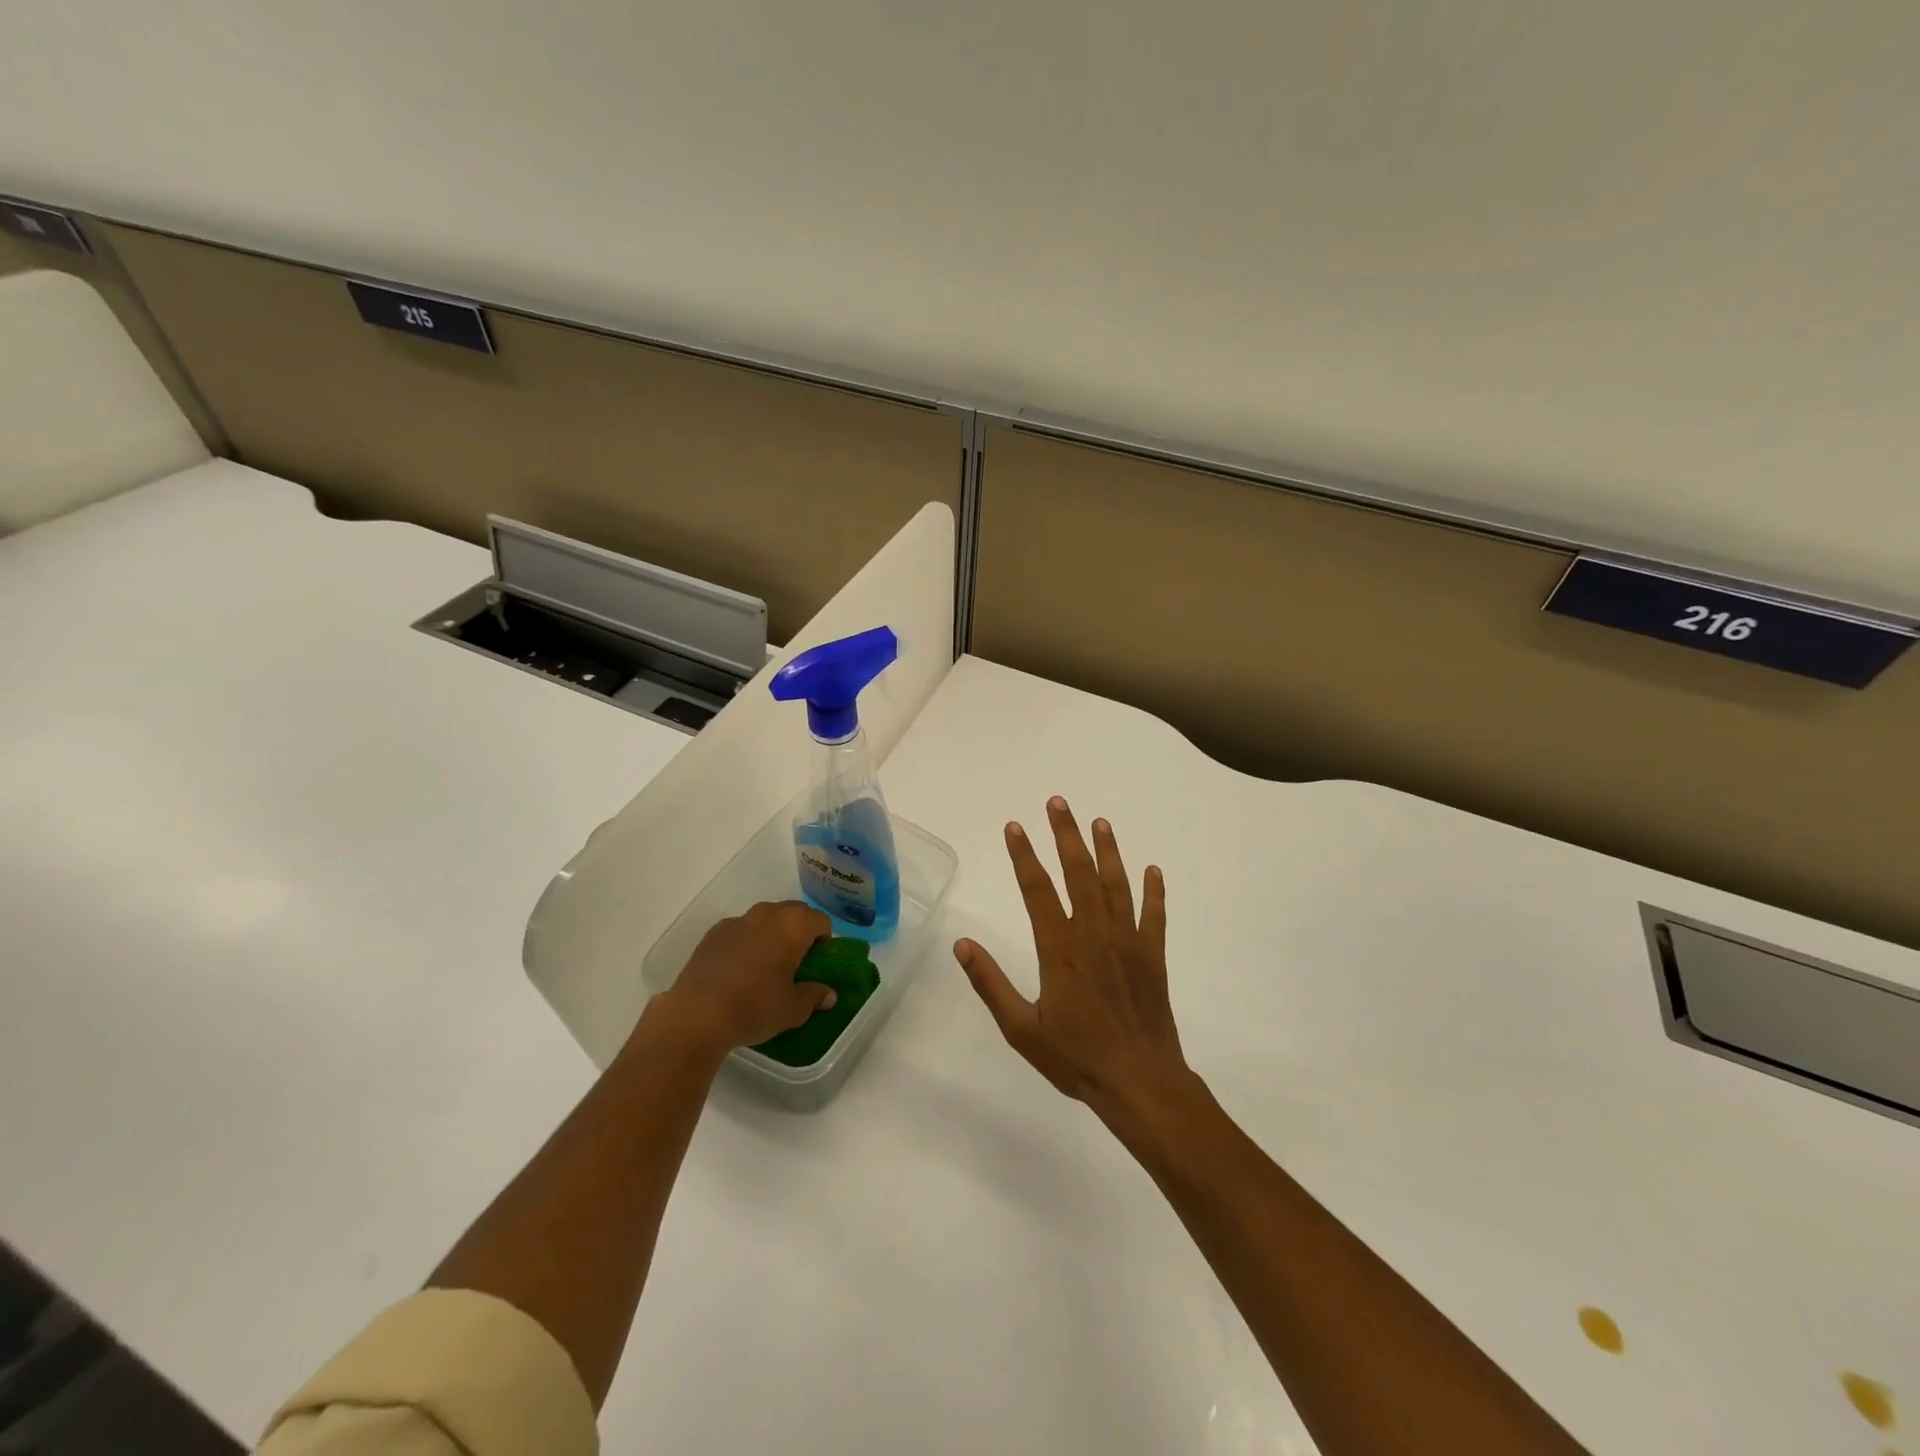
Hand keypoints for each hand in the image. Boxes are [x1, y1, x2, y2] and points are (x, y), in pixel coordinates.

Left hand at [650, 901, 835, 1055]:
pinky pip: (740, 930)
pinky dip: (746, 942)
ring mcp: (738, 920)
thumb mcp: (794, 1009)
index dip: (824, 940)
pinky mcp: (713, 933)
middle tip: (795, 963)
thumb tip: (829, 995)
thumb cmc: (755, 1007)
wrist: (697, 1014)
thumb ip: (815, 996)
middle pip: (794, 912)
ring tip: (765, 966)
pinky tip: (737, 970)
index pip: (820, 920)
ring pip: (765, 918)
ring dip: (772, 934)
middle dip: (799, 932)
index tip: (817, 963)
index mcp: (793, 926)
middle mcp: (767, 914)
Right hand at [954, 798, 1190, 1124]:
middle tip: (1058, 802)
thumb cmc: (1077, 1058)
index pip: (1037, 890)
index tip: (1014, 826)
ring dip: (1107, 851)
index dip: (1024, 856)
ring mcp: (1128, 942)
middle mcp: (1094, 934)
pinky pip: (1154, 916)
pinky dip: (1154, 892)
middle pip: (1079, 873)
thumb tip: (962, 945)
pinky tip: (1153, 870)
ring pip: (1116, 885)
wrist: (1141, 1083)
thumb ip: (991, 983)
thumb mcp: (1022, 1029)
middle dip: (1066, 835)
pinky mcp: (1153, 956)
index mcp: (1059, 949)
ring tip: (1100, 822)